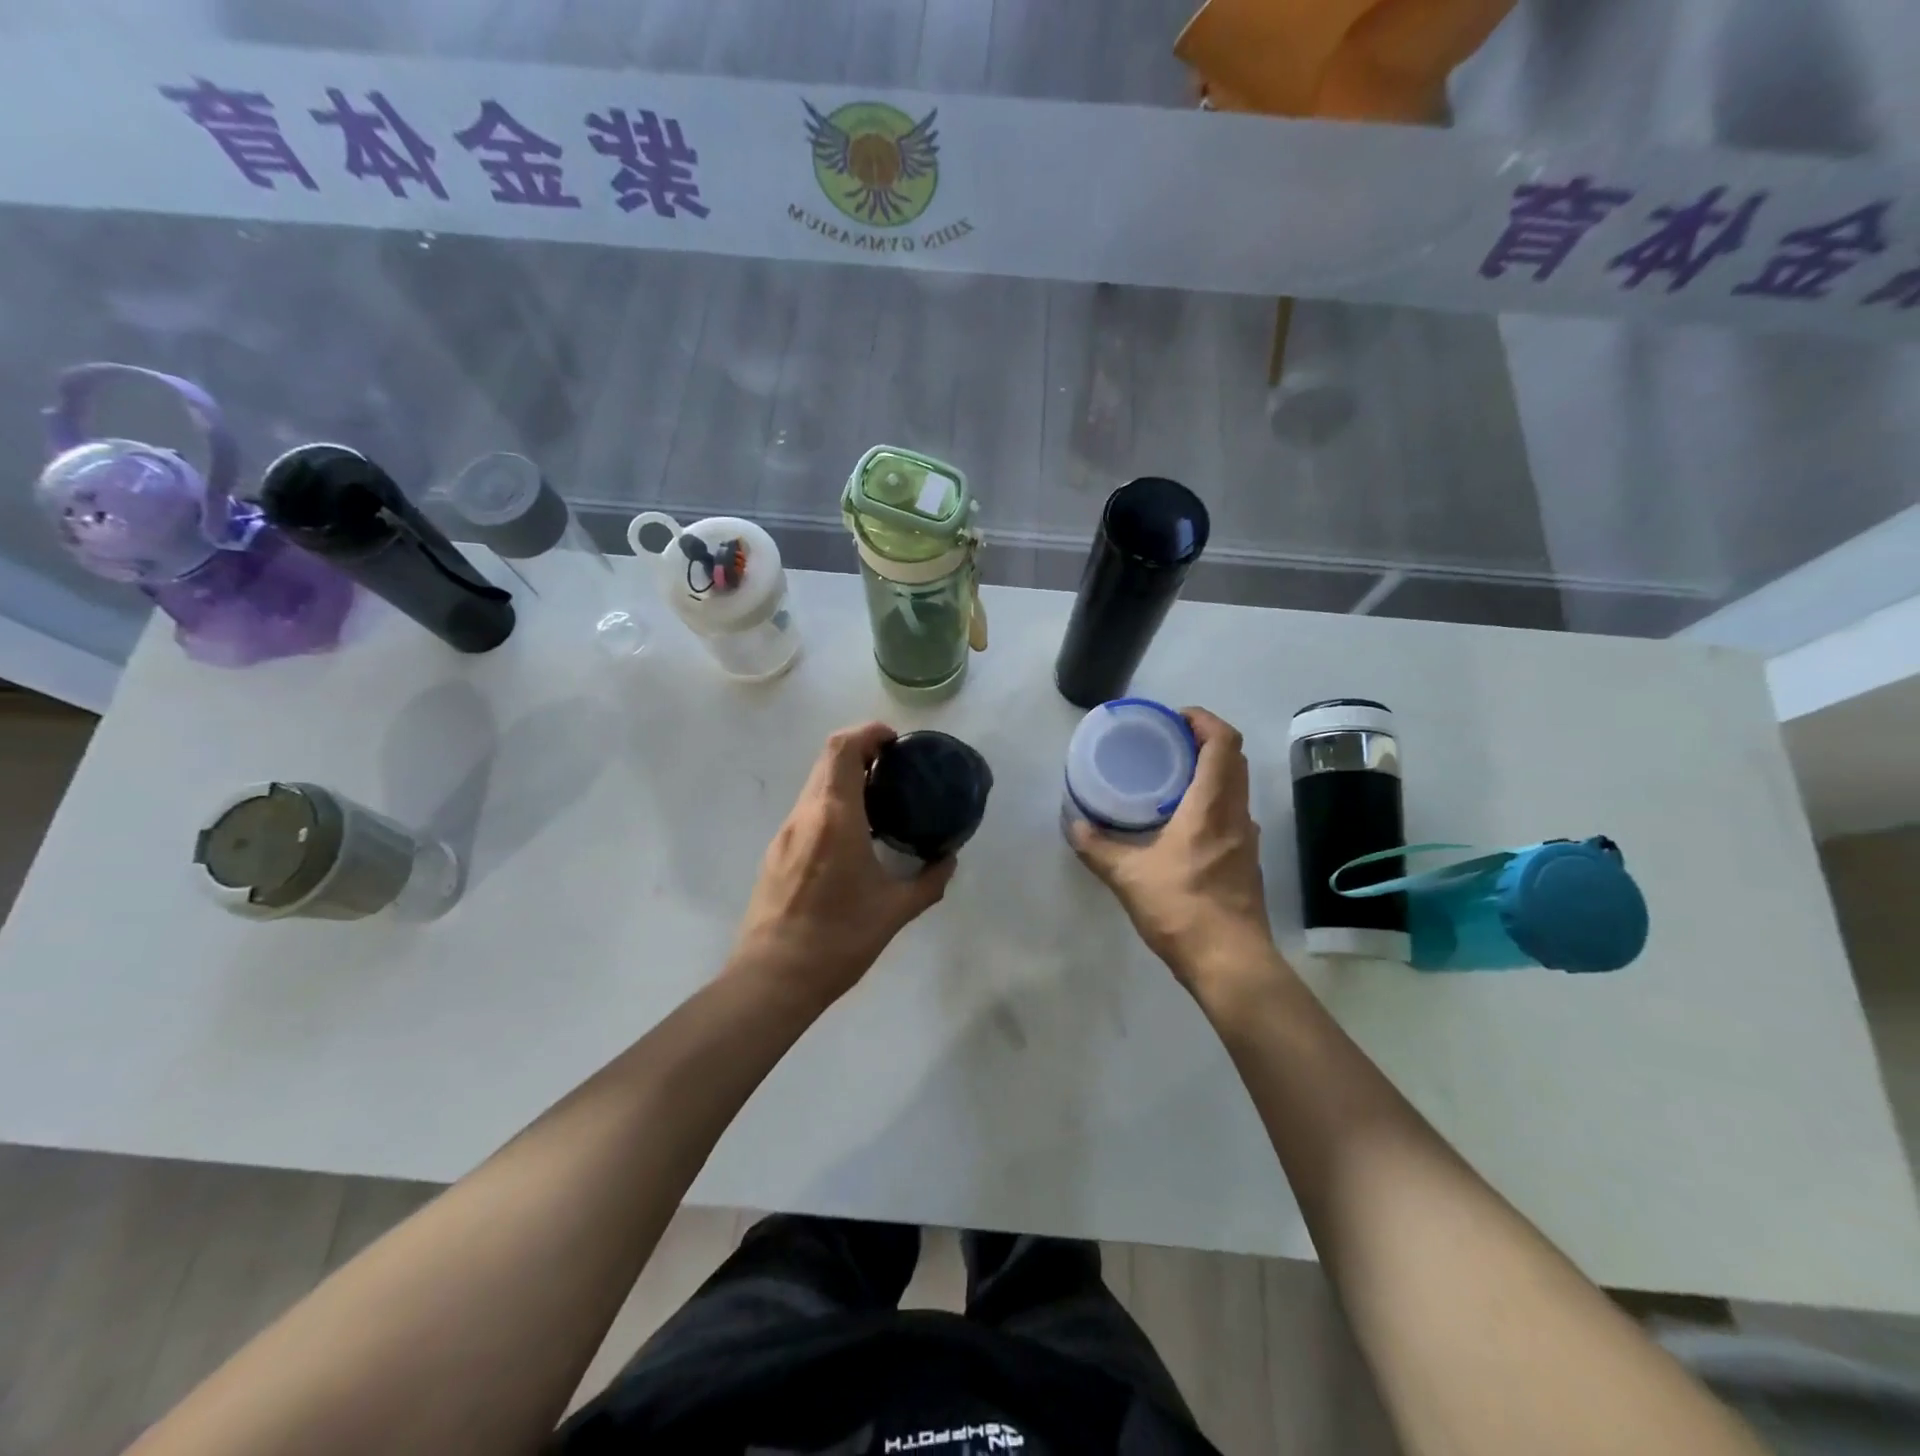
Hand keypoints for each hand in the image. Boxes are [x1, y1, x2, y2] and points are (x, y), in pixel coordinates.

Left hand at [730, 722, 955, 1011]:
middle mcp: (805, 815)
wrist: (772, 978)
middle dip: (861, 751)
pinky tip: (853, 836)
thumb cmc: (838, 940)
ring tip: (879, 800)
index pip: (843, 749)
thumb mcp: (894, 911)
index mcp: (834, 817)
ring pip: (814, 785)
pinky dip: (832, 803)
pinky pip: (807, 810)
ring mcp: (785, 833)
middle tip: (894, 767)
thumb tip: (948, 861)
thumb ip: (928, 881)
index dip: (868, 732)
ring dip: (845, 778)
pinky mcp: (776, 853)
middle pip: (827, 759)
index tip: (895, 742)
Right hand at [1069, 708, 1285, 1004]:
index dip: (1204, 720)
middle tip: (1168, 742)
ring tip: (1171, 778)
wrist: (1230, 963)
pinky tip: (1182, 823)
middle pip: (1234, 759)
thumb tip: (1073, 825)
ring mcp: (1247, 839)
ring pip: (1236, 787)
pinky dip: (1212, 802)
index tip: (1175, 718)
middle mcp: (1236, 814)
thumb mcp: (1128, 876)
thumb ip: (1097, 847)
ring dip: (1211, 772)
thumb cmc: (1182, 909)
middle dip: (1205, 741)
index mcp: (1211, 805)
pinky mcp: (1246, 862)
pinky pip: (1232, 813)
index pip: (1224, 742)